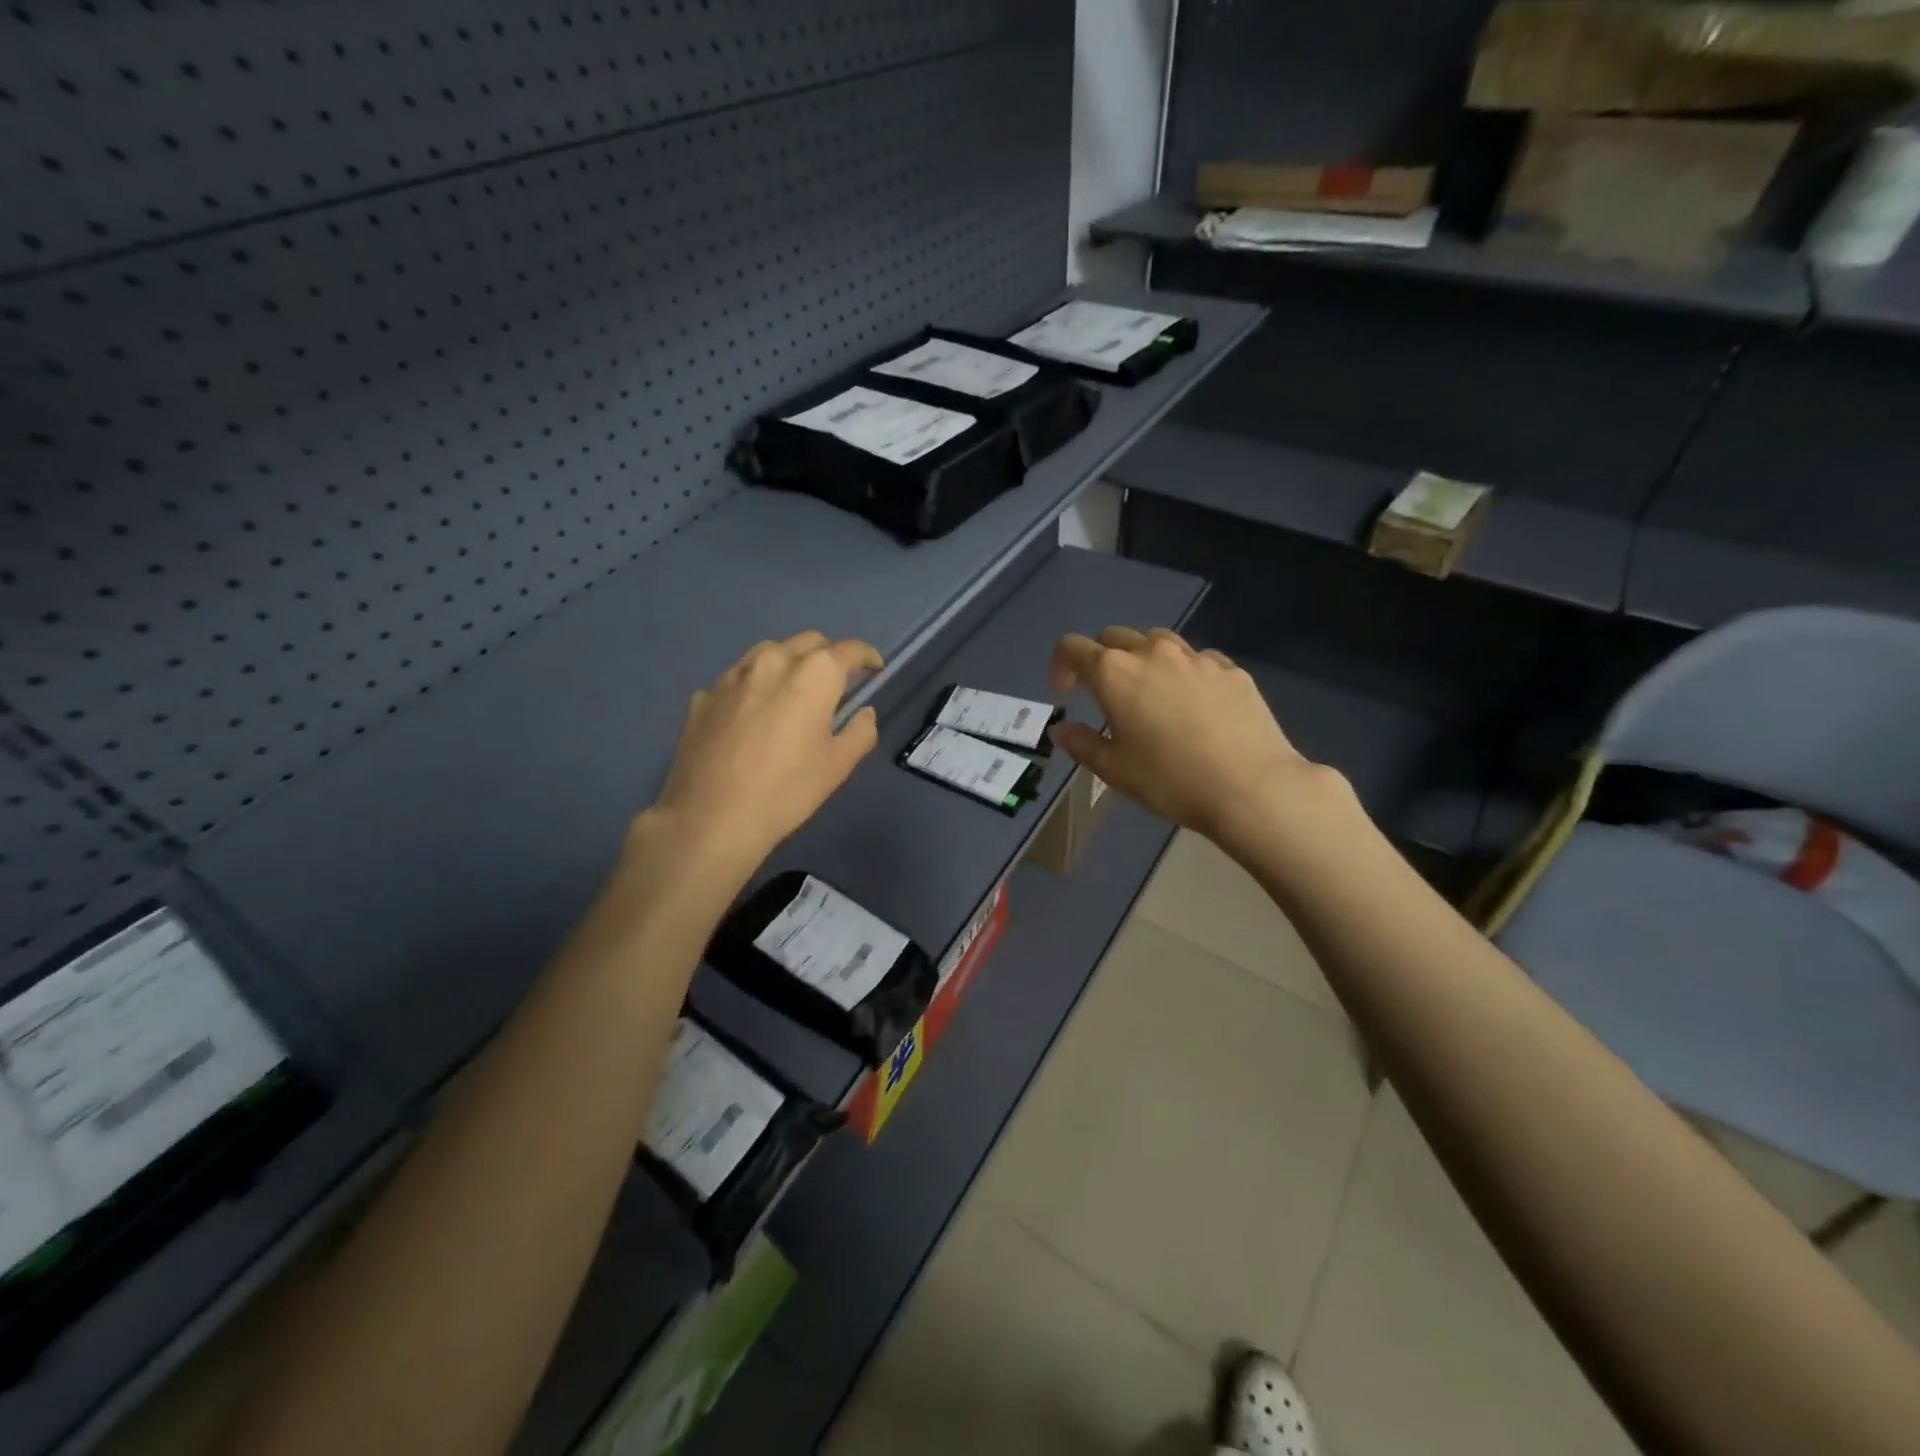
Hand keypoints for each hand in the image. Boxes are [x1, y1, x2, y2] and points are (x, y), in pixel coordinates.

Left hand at [638, 632, 882, 881]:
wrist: (711, 818)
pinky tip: (752, 715)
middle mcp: (772, 661)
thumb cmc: (786, 791)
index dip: (866, 656)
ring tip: (792, 692)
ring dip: (788, 663)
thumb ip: (860, 732)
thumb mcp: (838, 766)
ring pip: (768, 652)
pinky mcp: (704, 696)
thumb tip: (864, 713)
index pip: (848, 650)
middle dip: (828, 656)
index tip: (874, 670)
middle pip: (808, 642)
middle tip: (835, 684)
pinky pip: (737, 679)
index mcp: (813, 674)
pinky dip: (754, 686)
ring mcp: (732, 676)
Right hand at [1047, 628, 1331, 848]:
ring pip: (1157, 640)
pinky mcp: (1231, 668)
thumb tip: (1062, 730)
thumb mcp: (1115, 771)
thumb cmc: (1171, 780)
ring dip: (1142, 657)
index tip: (1064, 692)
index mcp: (1115, 673)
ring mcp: (1196, 657)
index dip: (1060, 665)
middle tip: (1102, 692)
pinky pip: (1196, 658)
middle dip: (1100, 658)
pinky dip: (1182, 671)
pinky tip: (1192, 702)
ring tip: (1148, 690)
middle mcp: (1152, 653)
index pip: (1073, 647)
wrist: (1252, 786)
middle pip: (1114, 637)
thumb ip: (1082, 744)